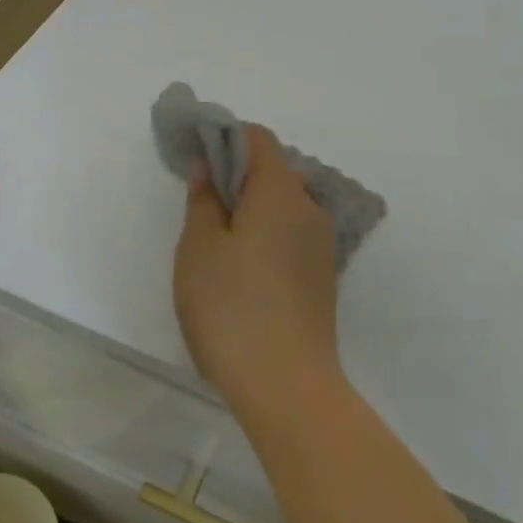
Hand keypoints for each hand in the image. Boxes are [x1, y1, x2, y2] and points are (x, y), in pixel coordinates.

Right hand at [173, 126, 342, 414]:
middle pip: (275, 171)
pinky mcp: (324, 275)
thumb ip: (203, 200)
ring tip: (221, 244)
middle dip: (239, 177)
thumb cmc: (232, 307)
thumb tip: (209, 168)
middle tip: (203, 207)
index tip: (199, 159)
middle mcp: (310, 207)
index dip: (228, 138)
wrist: (287, 384)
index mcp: (280, 191)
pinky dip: (270, 235)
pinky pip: (294, 235)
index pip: (259, 139)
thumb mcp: (199, 249)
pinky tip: (247, 271)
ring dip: (255, 209)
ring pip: (286, 205)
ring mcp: (322, 243)